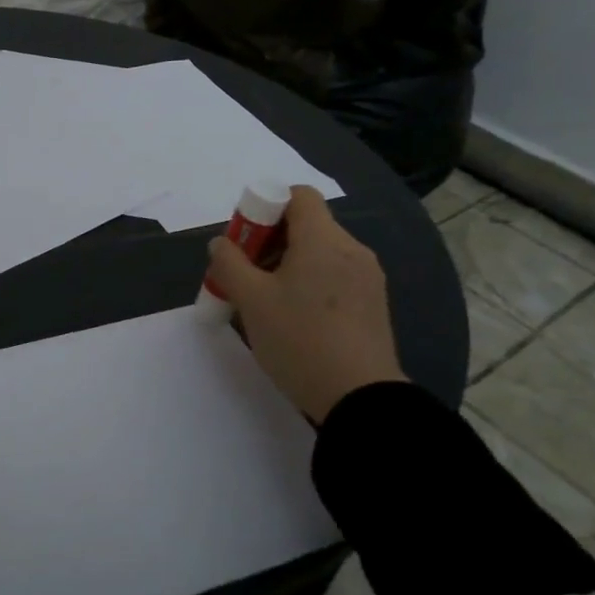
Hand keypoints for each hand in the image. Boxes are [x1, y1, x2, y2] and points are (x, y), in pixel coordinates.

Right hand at [206, 185, 407, 421]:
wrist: (359, 399)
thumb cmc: (299, 340)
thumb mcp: (251, 301)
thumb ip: (229, 263)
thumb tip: (222, 243)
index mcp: (323, 239)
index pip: (298, 196)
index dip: (267, 207)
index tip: (246, 241)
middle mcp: (352, 249)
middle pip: (307, 225)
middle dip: (271, 241)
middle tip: (248, 275)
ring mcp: (367, 278)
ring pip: (321, 253)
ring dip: (290, 265)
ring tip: (268, 302)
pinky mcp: (373, 304)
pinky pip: (336, 277)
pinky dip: (311, 284)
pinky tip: (296, 319)